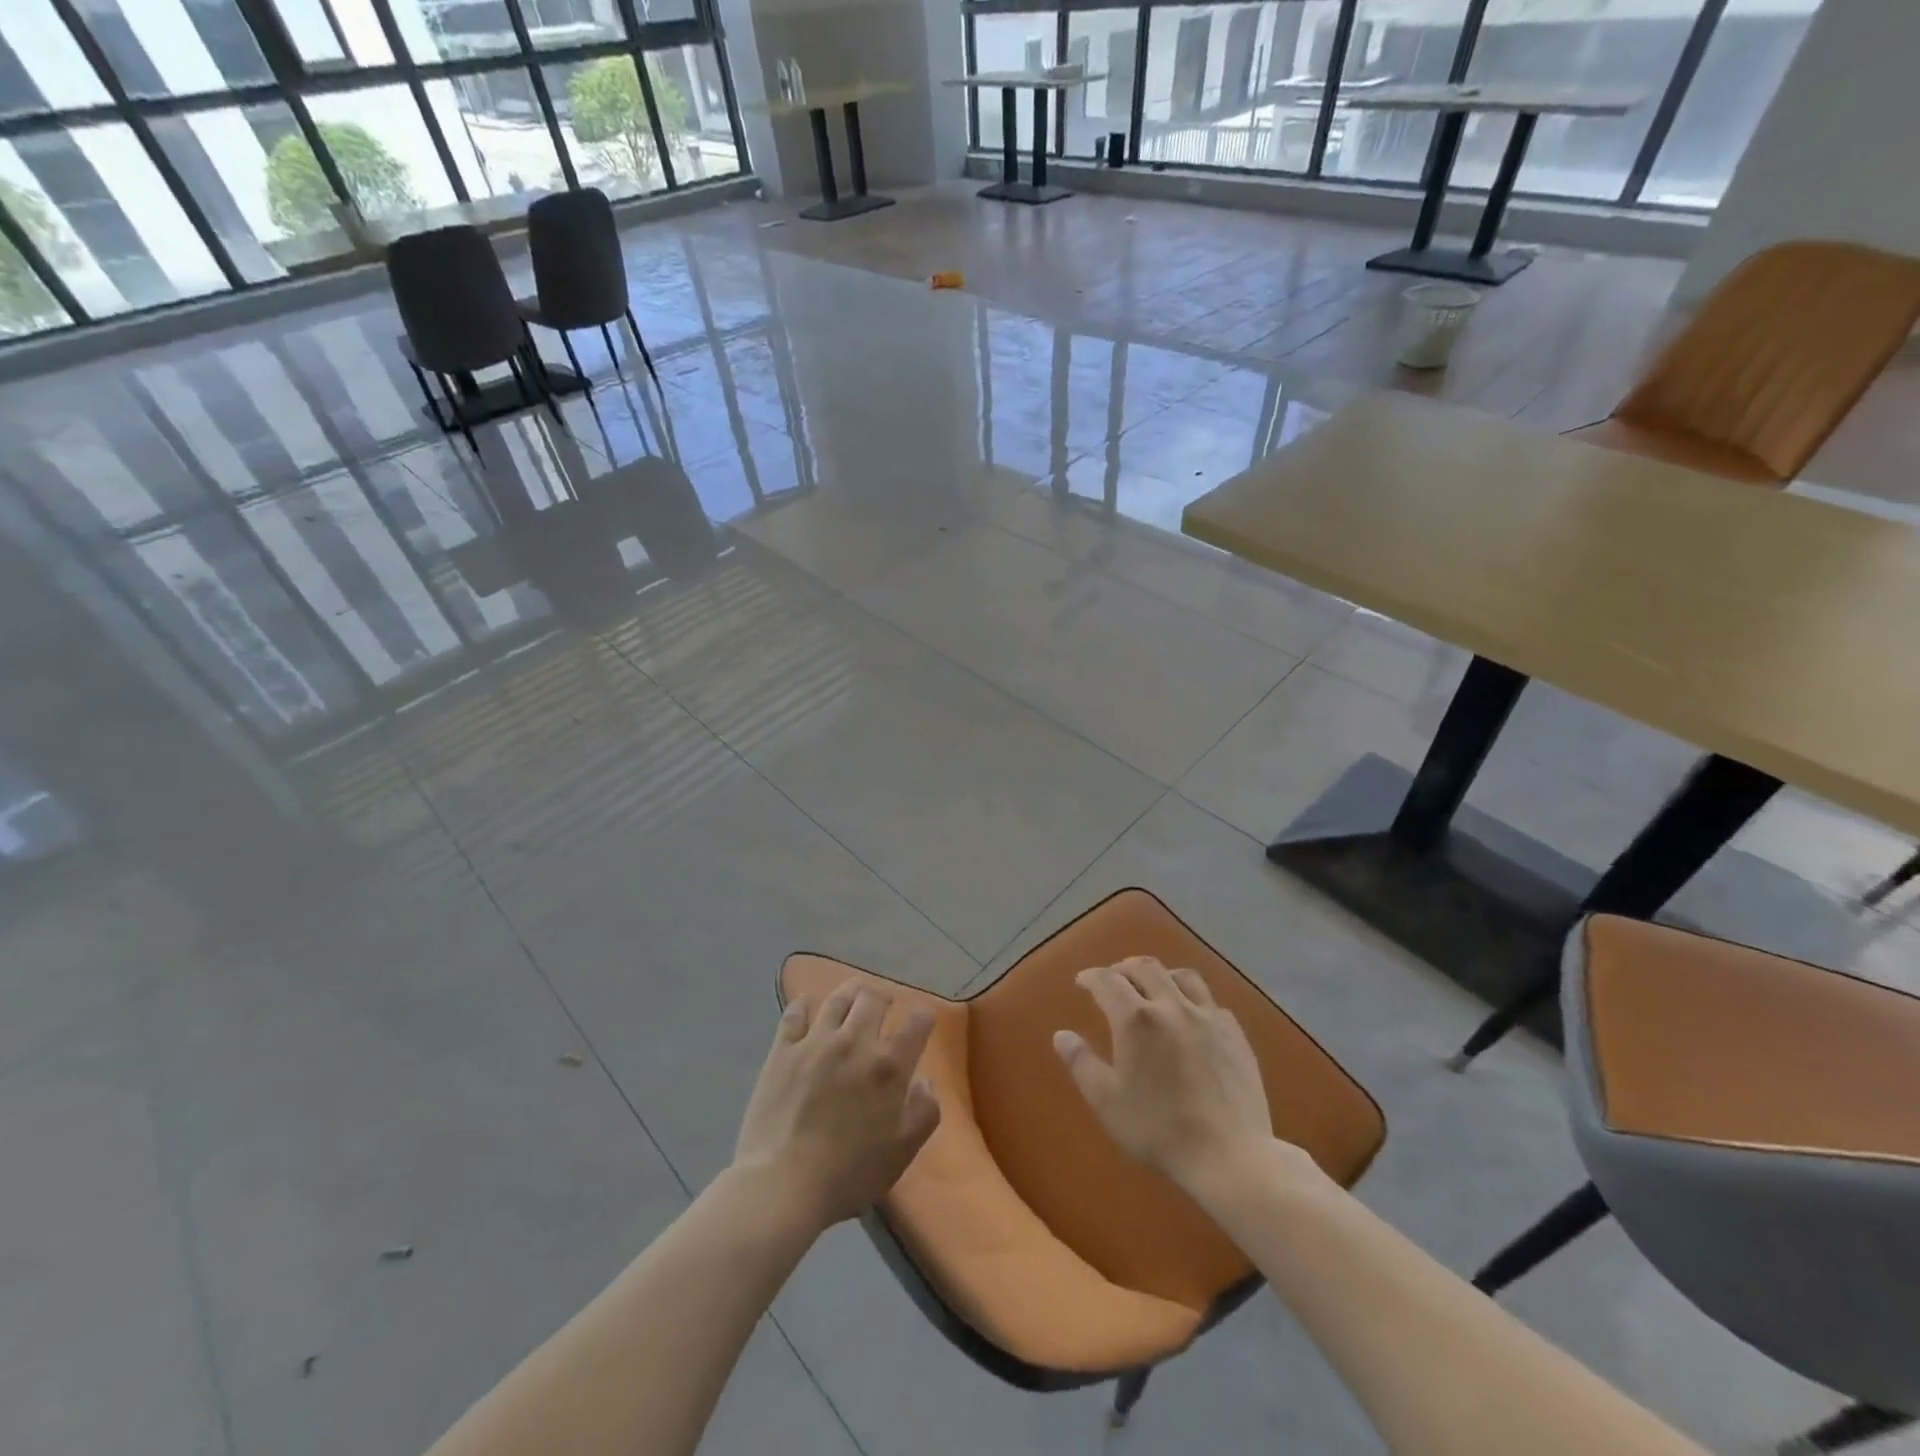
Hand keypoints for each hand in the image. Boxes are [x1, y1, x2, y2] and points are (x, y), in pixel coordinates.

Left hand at [733, 980, 940, 1230]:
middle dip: (884, 997)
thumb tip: (925, 1081)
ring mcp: (816, 1042)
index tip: (924, 1019)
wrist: (783, 1184)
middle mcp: (855, 1042)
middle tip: (885, 1003)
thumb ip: (924, 1111)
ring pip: (837, 999)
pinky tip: (805, 1002)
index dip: (924, 1017)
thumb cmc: (849, 1174)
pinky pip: (794, 1015)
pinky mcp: (782, 1051)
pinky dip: (802, 1005)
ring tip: (854, 991)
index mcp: (889, 1066)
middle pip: (873, 1000)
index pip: (916, 1025)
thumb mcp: (902, 1152)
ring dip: (850, 991)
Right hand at [1054, 957, 1274, 1193]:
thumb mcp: (1107, 1102)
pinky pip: (1210, 1001)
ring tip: (1152, 987)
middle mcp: (1172, 1006)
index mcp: (1136, 1019)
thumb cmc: (1159, 1130)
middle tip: (1113, 979)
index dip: (1091, 977)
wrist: (1229, 1156)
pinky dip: (1192, 999)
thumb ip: (1081, 1063)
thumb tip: (1061, 1035)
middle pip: (1145, 968)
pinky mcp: (1235, 1034)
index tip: (1082, 982)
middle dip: (1123, 968)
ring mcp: (1208, 1017)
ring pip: (1182, 976)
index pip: (1108, 981)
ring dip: (1160, 975)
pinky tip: (1190, 1016)